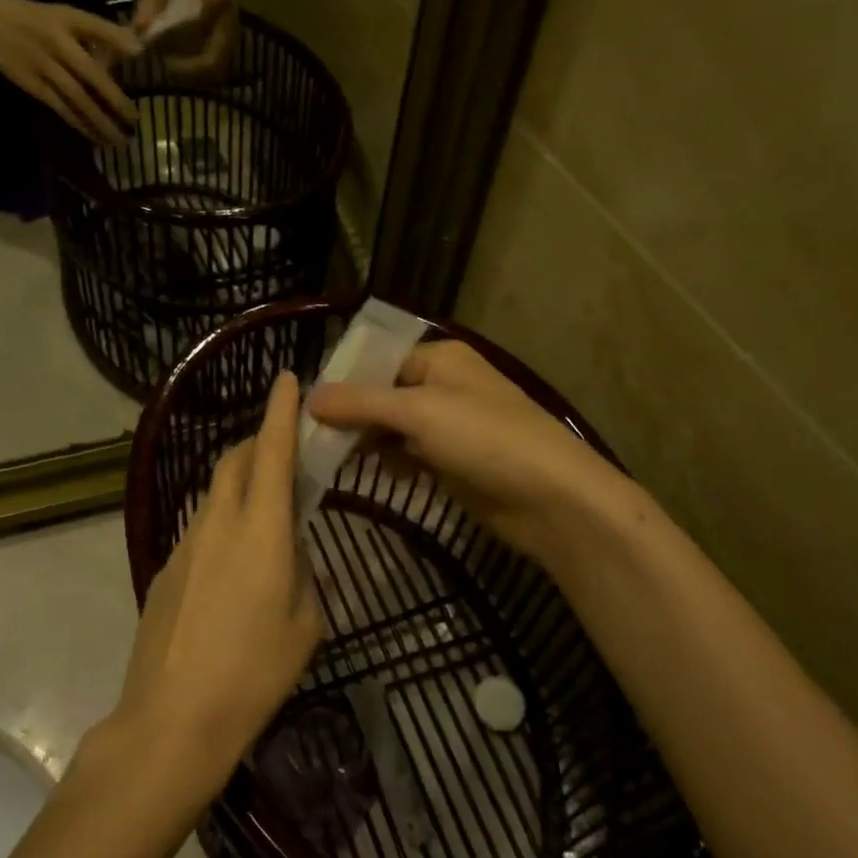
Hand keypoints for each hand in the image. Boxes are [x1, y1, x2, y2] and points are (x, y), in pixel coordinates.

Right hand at [0, 0, 141, 146]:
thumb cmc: (37, 19)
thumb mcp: (69, 16)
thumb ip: (102, 33)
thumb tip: (137, 49)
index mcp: (67, 26)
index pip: (97, 35)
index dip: (117, 47)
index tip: (140, 61)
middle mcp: (56, 49)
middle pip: (91, 80)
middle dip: (115, 104)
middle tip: (135, 123)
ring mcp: (44, 70)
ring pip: (76, 101)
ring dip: (99, 122)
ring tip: (118, 141)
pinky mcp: (33, 87)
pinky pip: (61, 109)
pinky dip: (80, 124)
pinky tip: (95, 137)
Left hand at [104, 371, 323, 798]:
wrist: (174, 718)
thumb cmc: (255, 674)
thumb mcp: (306, 624)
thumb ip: (303, 572)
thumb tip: (291, 549)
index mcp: (262, 531)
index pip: (271, 452)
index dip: (280, 411)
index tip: (286, 378)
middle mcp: (218, 523)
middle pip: (234, 461)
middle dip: (258, 442)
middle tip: (282, 450)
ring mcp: (184, 544)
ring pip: (215, 494)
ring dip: (239, 484)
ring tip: (264, 512)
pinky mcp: (163, 568)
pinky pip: (199, 528)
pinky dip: (222, 523)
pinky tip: (232, 567)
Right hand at [306, 341, 641, 566]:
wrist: (553, 499)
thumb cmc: (486, 439)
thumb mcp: (418, 412)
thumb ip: (362, 403)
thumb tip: (309, 398)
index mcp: (439, 359)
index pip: (377, 361)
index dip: (343, 382)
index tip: (305, 408)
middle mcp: (443, 385)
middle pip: (382, 395)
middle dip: (352, 416)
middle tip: (313, 441)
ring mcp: (450, 425)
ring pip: (393, 427)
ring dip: (369, 442)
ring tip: (335, 459)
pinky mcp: (454, 461)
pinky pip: (410, 454)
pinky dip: (393, 462)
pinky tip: (381, 474)